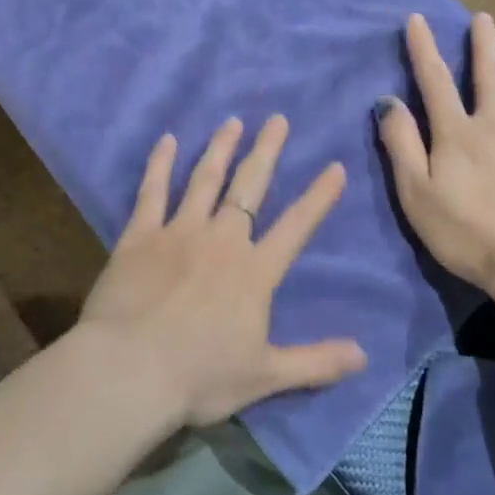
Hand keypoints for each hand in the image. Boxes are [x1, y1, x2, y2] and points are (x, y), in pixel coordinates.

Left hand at [78, 116, 367, 426]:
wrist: (129, 369)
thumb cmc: (200, 375)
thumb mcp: (266, 376)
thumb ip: (316, 362)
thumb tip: (364, 355)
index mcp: (254, 271)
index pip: (296, 227)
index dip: (318, 197)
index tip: (335, 166)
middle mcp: (221, 240)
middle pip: (249, 187)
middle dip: (266, 151)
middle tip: (276, 119)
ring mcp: (179, 232)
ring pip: (204, 180)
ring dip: (220, 149)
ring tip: (232, 122)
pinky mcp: (140, 235)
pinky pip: (151, 191)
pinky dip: (160, 164)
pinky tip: (167, 141)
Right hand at [377, 12, 494, 292]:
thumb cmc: (466, 231)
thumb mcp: (416, 192)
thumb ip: (401, 144)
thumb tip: (388, 101)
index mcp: (457, 132)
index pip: (434, 80)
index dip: (423, 48)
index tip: (417, 20)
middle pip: (489, 73)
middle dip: (482, 42)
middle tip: (482, 18)